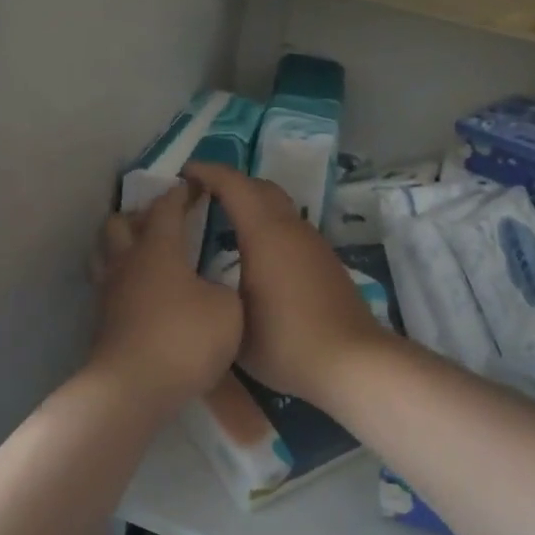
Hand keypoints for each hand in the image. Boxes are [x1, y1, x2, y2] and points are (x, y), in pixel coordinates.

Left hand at [90, 185, 242, 405]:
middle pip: (119, 223)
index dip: (181, 193)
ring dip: (123, 246)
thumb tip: (212, 285)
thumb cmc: (185, 339)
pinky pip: (108, 286)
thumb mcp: (228, 309)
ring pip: (105, 254)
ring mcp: (108, 293)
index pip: (165, 207)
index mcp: (158, 249)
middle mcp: (127, 262)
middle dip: (140, 216)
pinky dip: (123, 280)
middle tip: (165, 224)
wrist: (135, 388)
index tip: (194, 187)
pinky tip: (142, 294)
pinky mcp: (102, 321)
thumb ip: (224, 287)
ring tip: (146, 256)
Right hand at [183, 164, 389, 405]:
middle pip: (260, 188)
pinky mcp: (325, 262)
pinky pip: (290, 229)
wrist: (351, 362)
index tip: (183, 174)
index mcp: (265, 233)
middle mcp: (292, 229)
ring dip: (251, 206)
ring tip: (221, 225)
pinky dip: (267, 227)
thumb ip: (213, 290)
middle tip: (200, 197)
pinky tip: (253, 255)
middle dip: (230, 184)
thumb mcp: (233, 319)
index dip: (208, 172)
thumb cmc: (285, 341)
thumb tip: (201, 277)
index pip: (235, 185)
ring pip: (279, 208)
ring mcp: (313, 244)